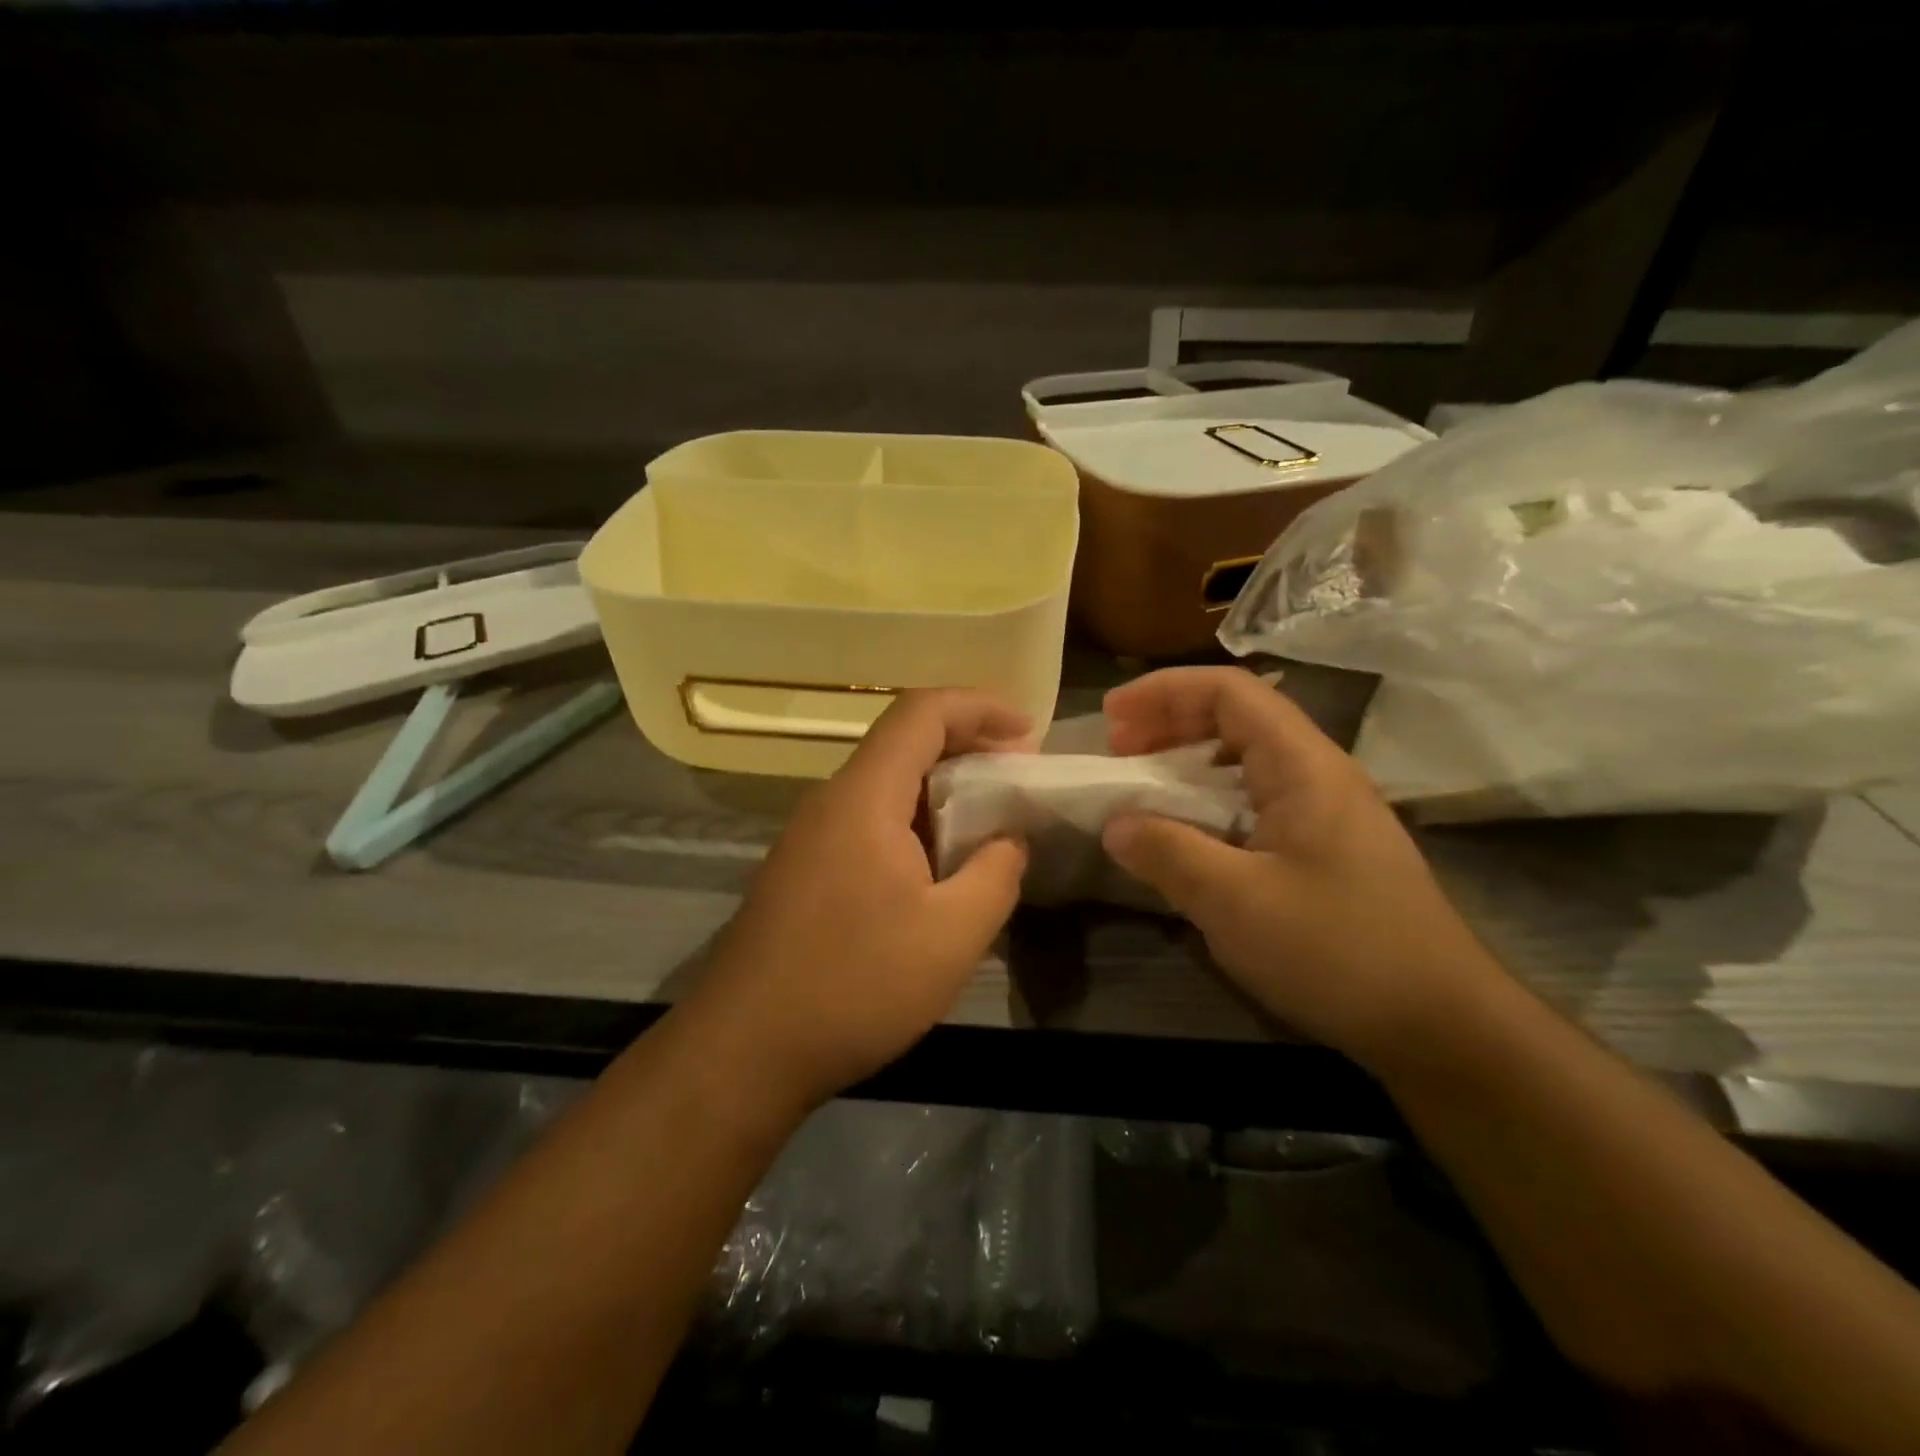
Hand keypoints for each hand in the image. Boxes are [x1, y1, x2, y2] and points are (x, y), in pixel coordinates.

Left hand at [685, 690, 1031, 1112]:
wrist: (743, 1051)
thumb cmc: (854, 986)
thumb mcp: (952, 935)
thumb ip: (996, 874)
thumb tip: (1009, 840)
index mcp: (864, 796)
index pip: (921, 712)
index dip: (980, 706)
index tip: (1029, 733)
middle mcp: (831, 801)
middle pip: (903, 743)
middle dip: (968, 747)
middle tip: (1019, 779)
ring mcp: (810, 837)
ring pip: (886, 786)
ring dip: (942, 793)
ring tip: (990, 826)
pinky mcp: (803, 871)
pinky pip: (868, 822)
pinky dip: (915, 825)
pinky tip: (939, 870)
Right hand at [1100, 666, 1503, 1069]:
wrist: (1441, 1024)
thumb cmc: (1338, 950)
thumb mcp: (1236, 903)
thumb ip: (1168, 853)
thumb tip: (1114, 824)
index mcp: (1303, 766)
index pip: (1230, 692)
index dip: (1164, 691)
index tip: (1111, 716)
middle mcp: (1318, 773)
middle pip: (1238, 716)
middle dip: (1170, 721)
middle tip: (1117, 749)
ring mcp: (1327, 811)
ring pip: (1247, 758)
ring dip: (1188, 759)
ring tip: (1143, 783)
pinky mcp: (1327, 848)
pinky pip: (1256, 799)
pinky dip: (1210, 798)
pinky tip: (1188, 831)